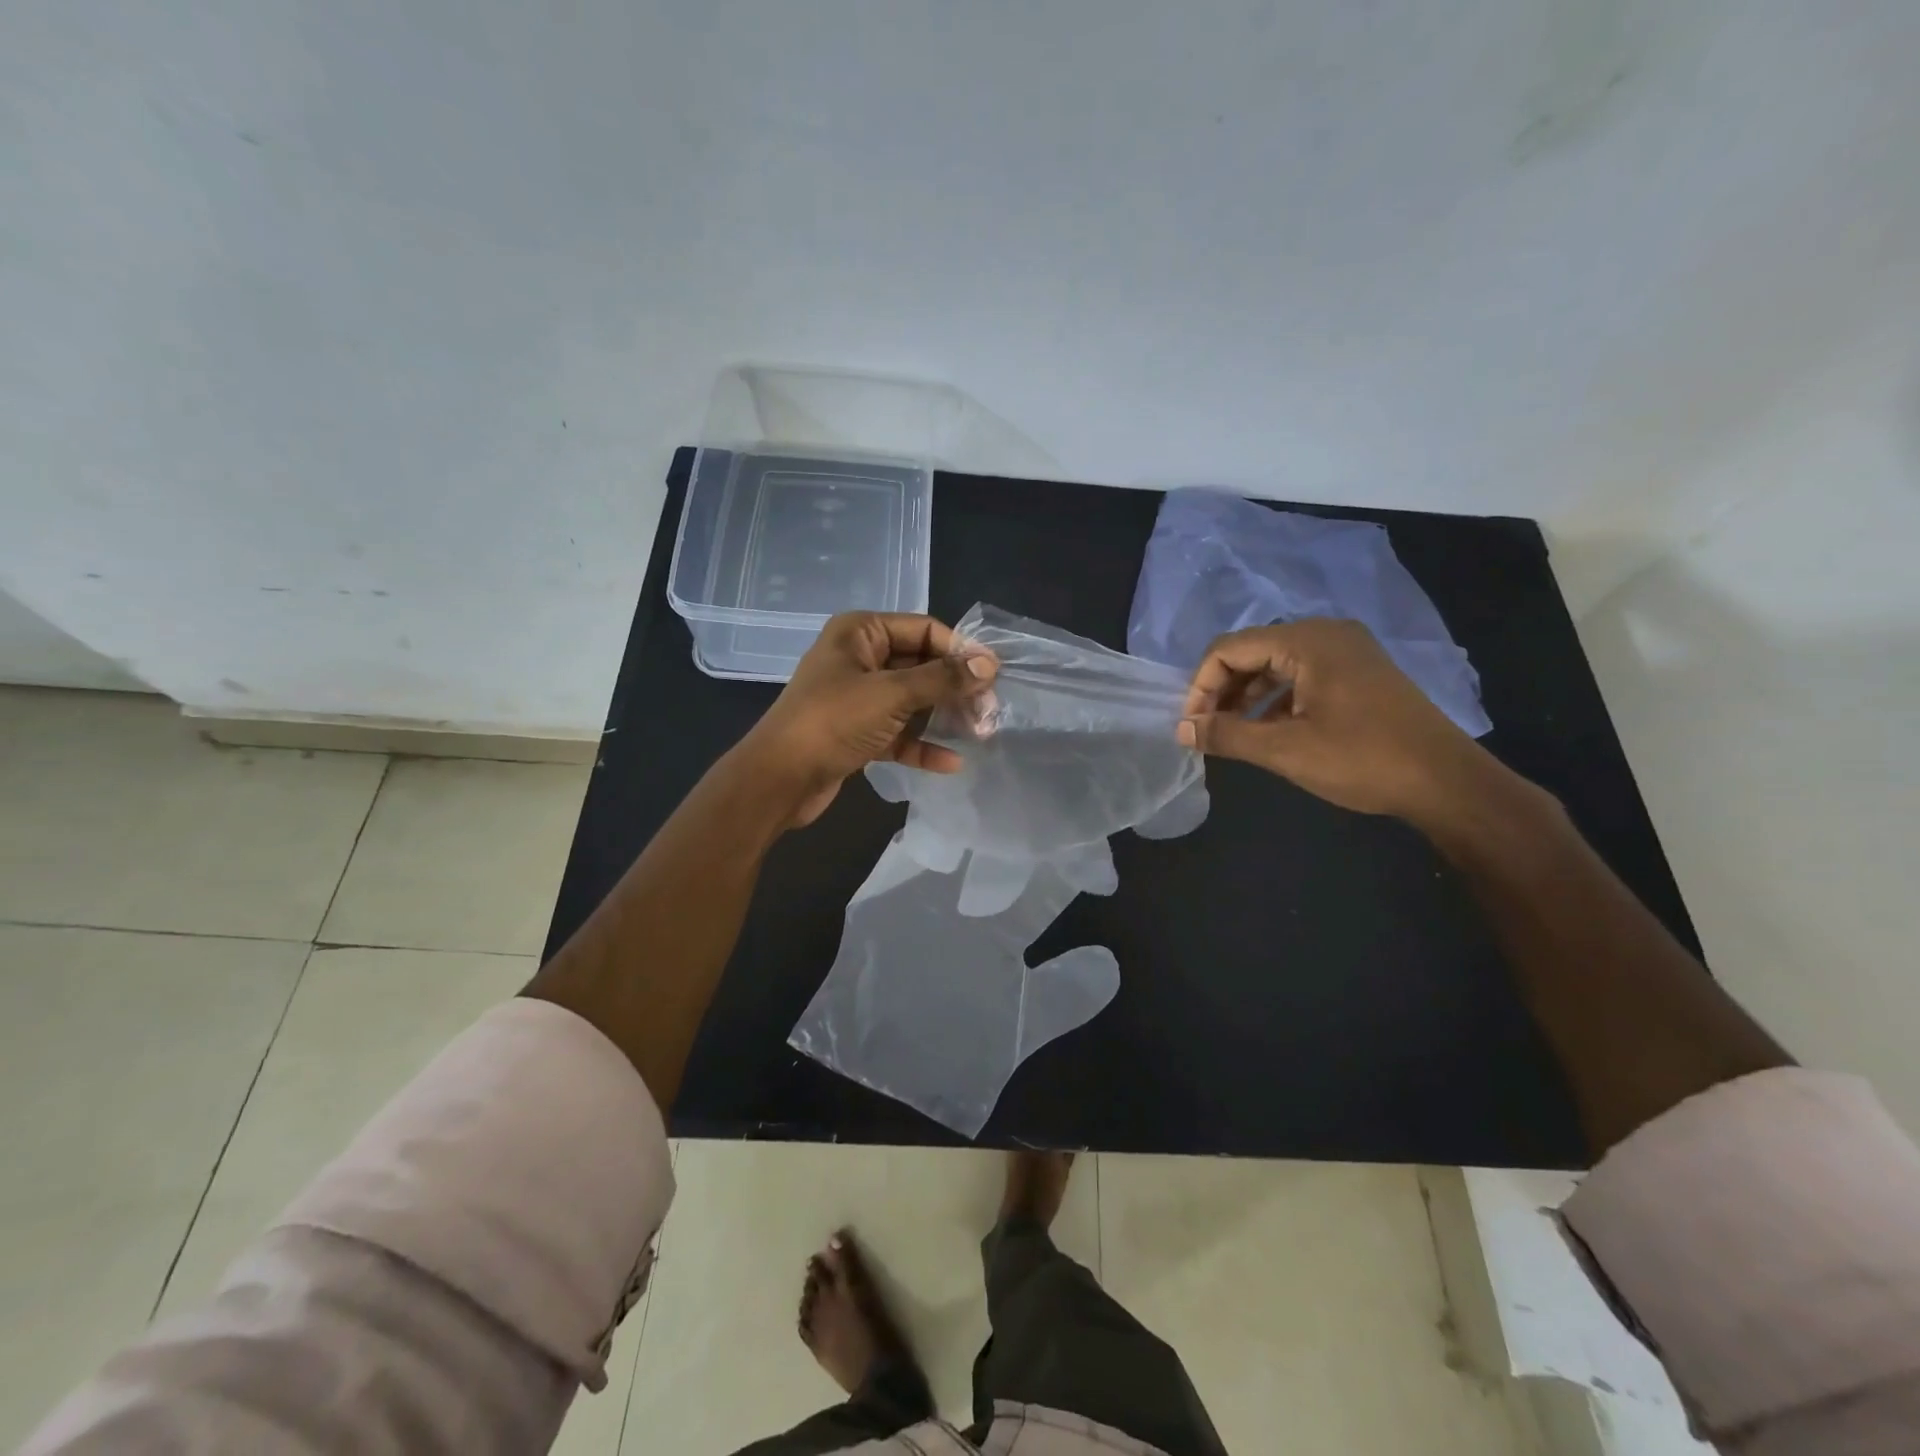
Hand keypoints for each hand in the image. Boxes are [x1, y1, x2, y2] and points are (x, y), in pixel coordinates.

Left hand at [735, 612, 996, 829]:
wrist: (779, 779)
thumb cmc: (833, 721)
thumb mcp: (892, 694)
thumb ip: (943, 679)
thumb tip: (989, 665)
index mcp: (861, 632)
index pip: (924, 629)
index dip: (960, 650)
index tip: (993, 676)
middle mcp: (860, 659)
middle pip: (921, 665)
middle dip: (955, 687)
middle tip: (989, 710)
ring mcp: (858, 698)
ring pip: (913, 701)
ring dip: (944, 717)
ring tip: (980, 733)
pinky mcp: (857, 733)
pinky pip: (898, 732)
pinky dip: (922, 745)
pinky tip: (951, 762)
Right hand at [1176, 619, 1496, 824]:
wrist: (1446, 782)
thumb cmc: (1362, 759)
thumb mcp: (1285, 750)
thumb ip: (1227, 735)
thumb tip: (1182, 730)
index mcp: (1307, 640)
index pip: (1229, 648)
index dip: (1201, 685)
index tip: (1192, 725)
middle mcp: (1325, 634)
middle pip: (1251, 652)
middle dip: (1222, 690)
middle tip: (1208, 730)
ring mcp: (1346, 651)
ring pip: (1275, 665)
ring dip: (1247, 697)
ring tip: (1233, 734)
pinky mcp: (1359, 672)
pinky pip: (1300, 675)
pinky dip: (1276, 699)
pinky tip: (1269, 731)